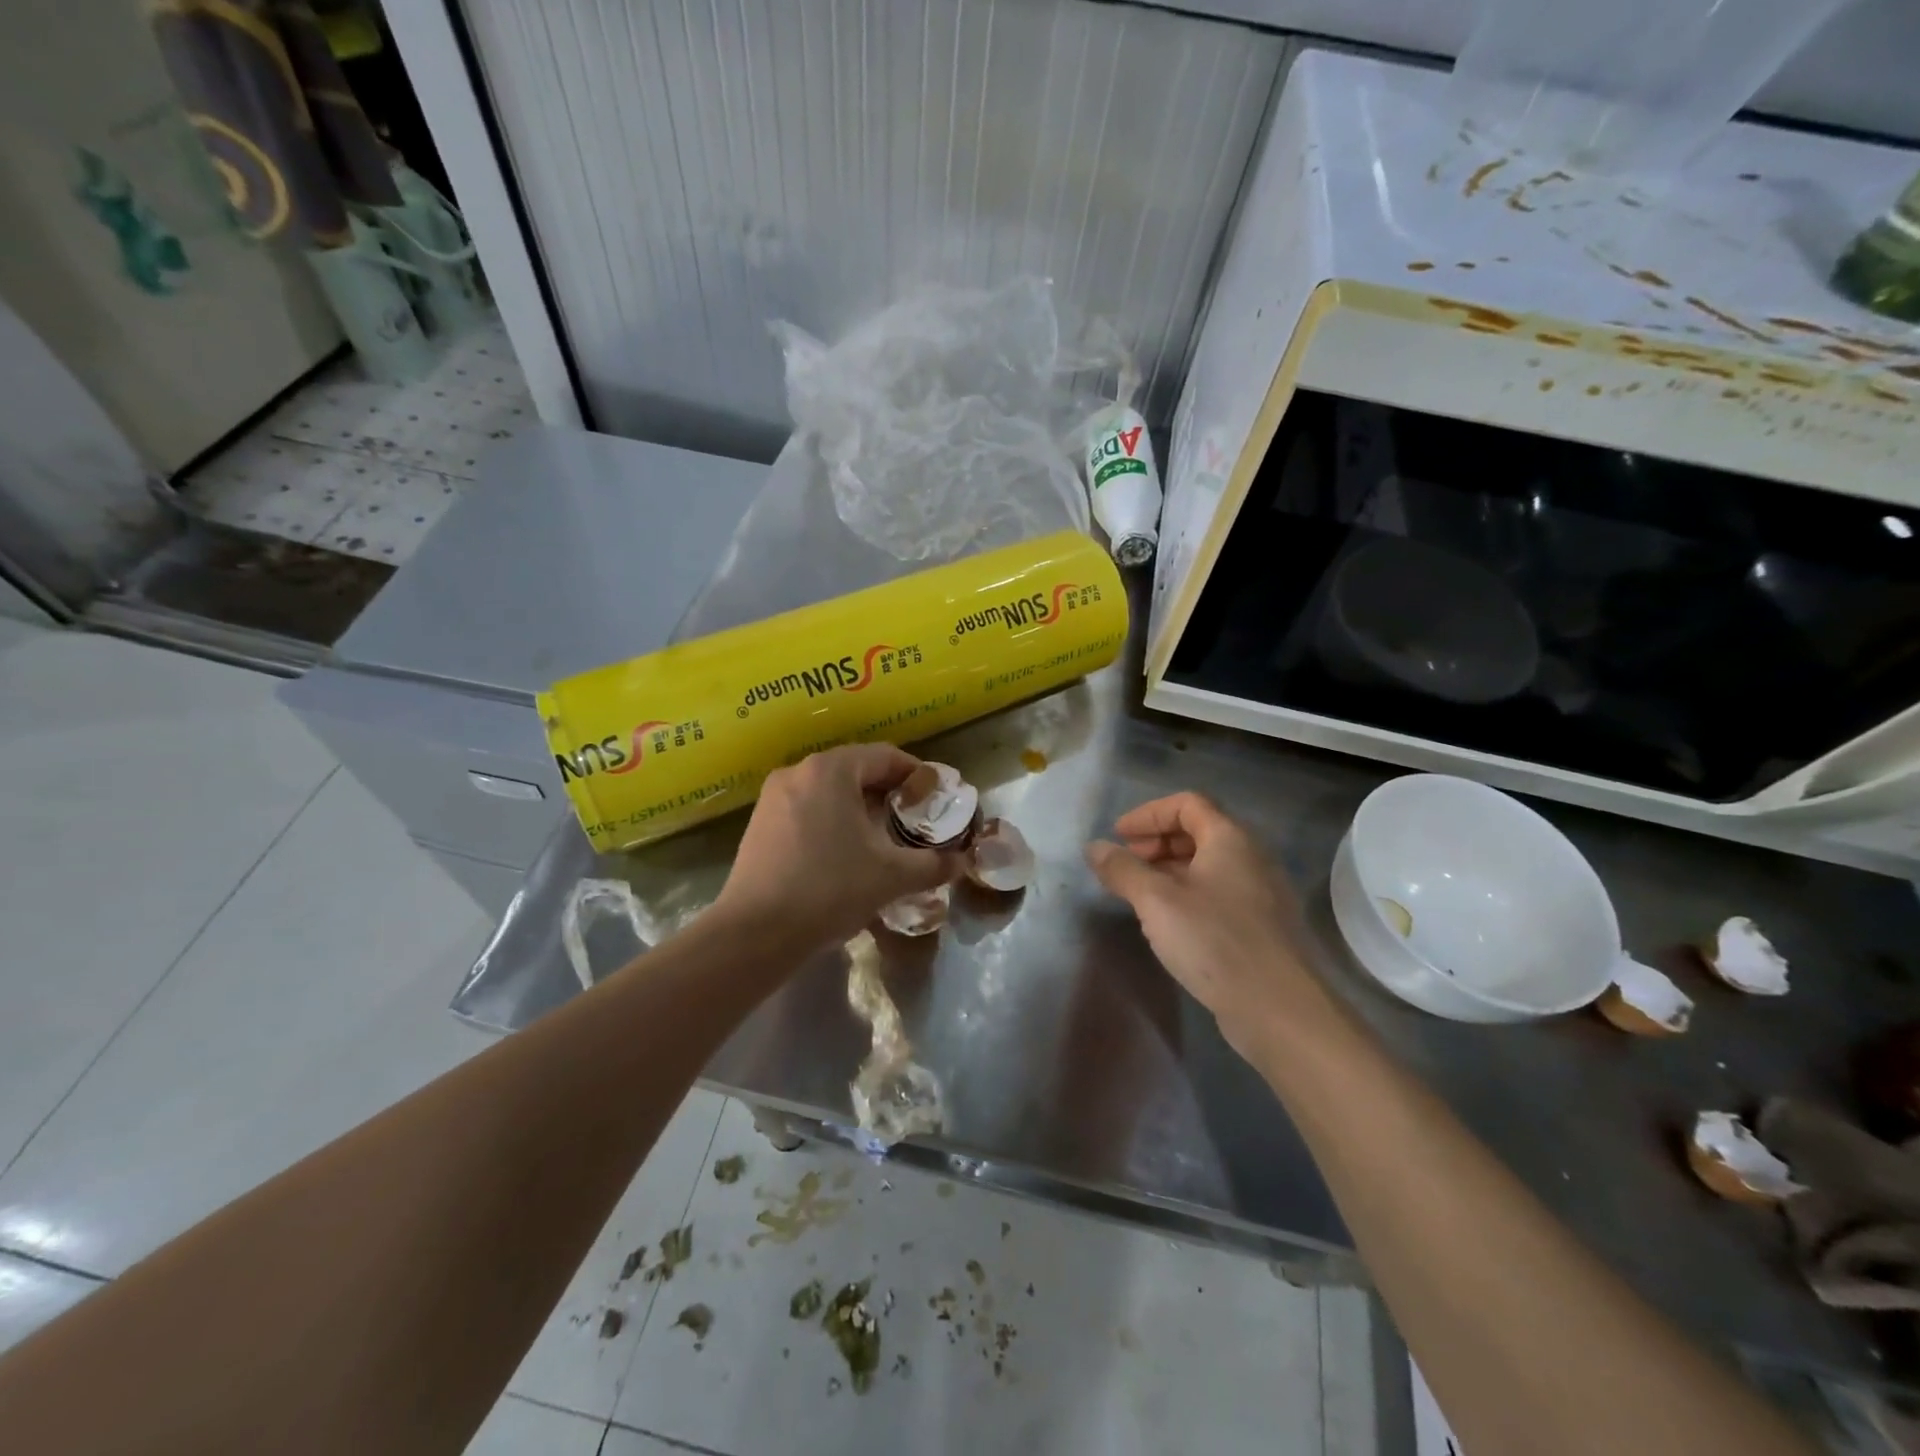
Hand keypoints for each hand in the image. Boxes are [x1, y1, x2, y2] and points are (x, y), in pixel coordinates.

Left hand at [715, 744, 961, 952]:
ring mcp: (774, 796)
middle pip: (856, 770)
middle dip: (889, 793)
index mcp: (832, 770)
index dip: (917, 775)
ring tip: (882, 838)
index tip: (937, 799)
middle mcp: (799, 771)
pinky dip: (832, 820)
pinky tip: (844, 853)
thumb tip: (960, 862)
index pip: (886, 756)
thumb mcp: (891, 876)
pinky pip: (807, 808)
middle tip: (914, 820)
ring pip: (830, 790)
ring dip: (860, 807)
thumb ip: (932, 864)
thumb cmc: (829, 889)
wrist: (755, 932)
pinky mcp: (759, 823)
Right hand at [1086, 792, 1312, 1054]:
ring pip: (1208, 866)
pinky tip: (1168, 923)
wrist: (1278, 1009)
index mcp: (1231, 838)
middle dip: (1156, 842)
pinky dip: (1187, 894)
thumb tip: (1094, 847)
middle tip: (1126, 864)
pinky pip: (1218, 893)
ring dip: (1169, 870)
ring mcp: (1260, 893)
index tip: (1118, 836)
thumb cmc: (1214, 940)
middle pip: (1199, 831)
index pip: (1187, 804)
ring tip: (1139, 894)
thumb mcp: (1156, 901)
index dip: (1148, 814)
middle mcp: (1251, 857)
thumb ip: (1123, 870)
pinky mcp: (1261, 926)